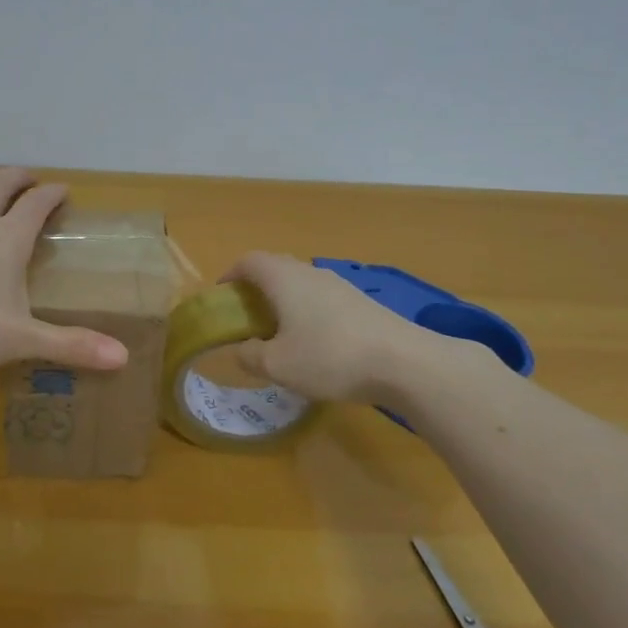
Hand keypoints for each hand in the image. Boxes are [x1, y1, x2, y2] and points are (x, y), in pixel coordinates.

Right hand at [223, 251, 447, 404]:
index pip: (249, 261)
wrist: (403, 362)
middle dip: (257, 287)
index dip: (231, 274)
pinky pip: (323, 298)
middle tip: (248, 316)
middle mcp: (310, 272)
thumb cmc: (329, 357)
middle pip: (276, 267)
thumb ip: (250, 356)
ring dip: (285, 300)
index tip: (223, 296)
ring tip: (280, 332)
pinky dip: (309, 311)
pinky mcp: (362, 303)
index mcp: (284, 279)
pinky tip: (316, 343)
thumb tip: (242, 349)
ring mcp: (340, 285)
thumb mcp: (278, 366)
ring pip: (302, 283)